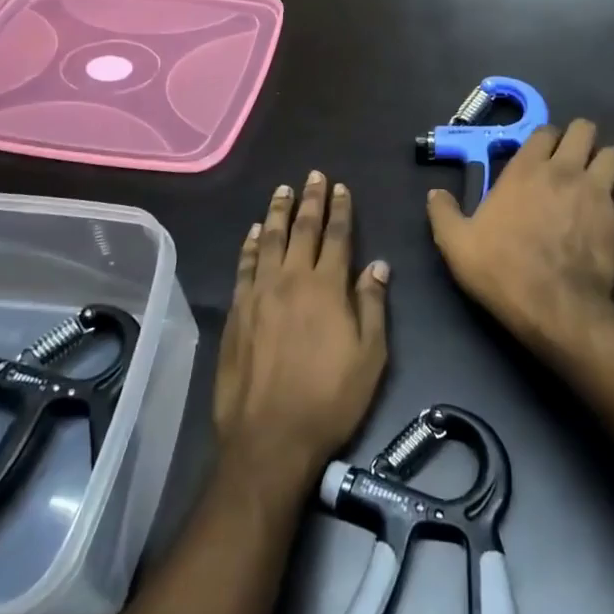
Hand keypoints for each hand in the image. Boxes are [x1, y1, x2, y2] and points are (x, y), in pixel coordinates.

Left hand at [215, 172, 389, 495]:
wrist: (269, 436)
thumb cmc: (329, 399)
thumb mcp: (370, 356)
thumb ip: (372, 305)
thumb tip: (377, 265)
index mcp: (327, 287)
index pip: (337, 237)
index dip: (339, 210)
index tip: (340, 187)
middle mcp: (291, 279)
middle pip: (301, 229)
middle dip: (310, 200)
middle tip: (313, 176)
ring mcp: (259, 293)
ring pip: (269, 240)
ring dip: (277, 212)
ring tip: (282, 190)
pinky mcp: (236, 311)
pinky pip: (244, 266)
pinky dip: (250, 244)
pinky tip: (254, 232)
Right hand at [426, 119, 613, 351]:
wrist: (553, 308)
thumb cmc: (501, 269)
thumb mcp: (456, 243)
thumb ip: (443, 213)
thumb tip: (435, 193)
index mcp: (526, 170)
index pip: (544, 130)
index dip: (544, 138)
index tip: (539, 154)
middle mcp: (566, 171)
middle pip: (585, 130)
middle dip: (581, 138)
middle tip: (573, 158)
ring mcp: (598, 193)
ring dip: (607, 165)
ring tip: (598, 181)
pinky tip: (612, 220)